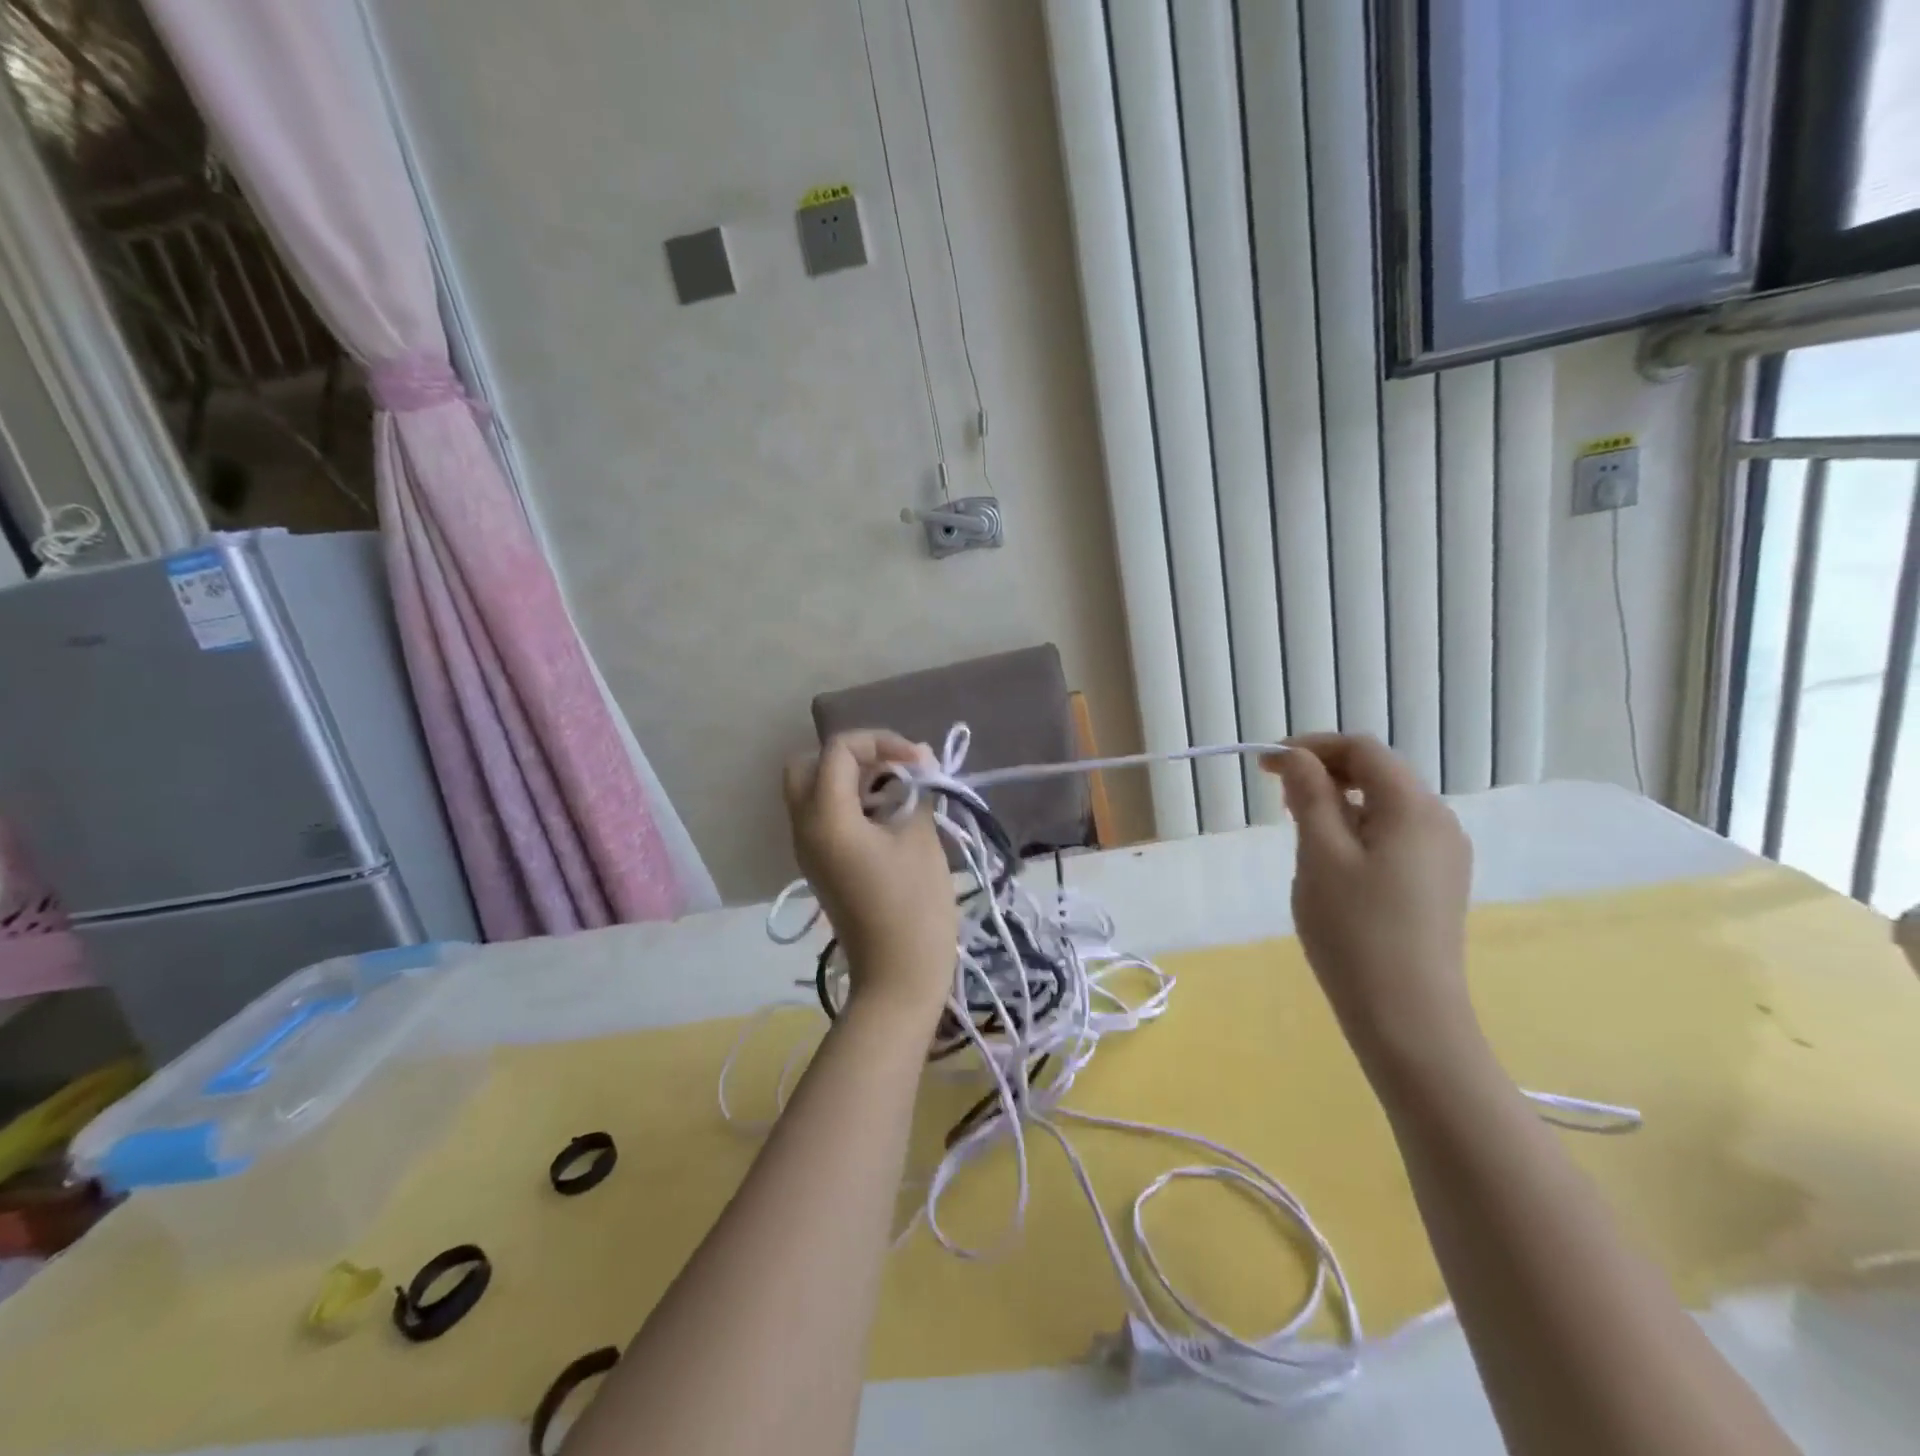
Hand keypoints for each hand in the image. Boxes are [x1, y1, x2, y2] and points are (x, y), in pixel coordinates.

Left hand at [784, 730, 958, 1022]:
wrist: (897, 977)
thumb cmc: (913, 907)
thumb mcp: (920, 839)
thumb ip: (915, 791)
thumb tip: (918, 762)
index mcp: (826, 817)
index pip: (839, 749)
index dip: (881, 741)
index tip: (920, 761)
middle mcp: (805, 827)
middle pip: (810, 765)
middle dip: (853, 756)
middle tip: (894, 769)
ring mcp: (809, 848)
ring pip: (815, 790)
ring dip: (853, 780)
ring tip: (899, 791)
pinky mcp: (821, 865)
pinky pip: (825, 817)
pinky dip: (851, 804)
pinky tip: (890, 816)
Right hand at [1263, 735, 1478, 1070]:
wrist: (1408, 1017)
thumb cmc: (1354, 931)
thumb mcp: (1320, 855)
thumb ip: (1309, 796)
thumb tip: (1296, 757)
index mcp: (1413, 808)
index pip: (1361, 749)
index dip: (1311, 747)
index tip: (1264, 765)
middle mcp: (1439, 822)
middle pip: (1378, 772)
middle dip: (1324, 772)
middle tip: (1277, 796)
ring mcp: (1444, 855)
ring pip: (1385, 805)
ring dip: (1338, 801)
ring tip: (1297, 828)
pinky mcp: (1438, 883)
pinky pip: (1394, 834)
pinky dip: (1357, 828)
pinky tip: (1332, 860)